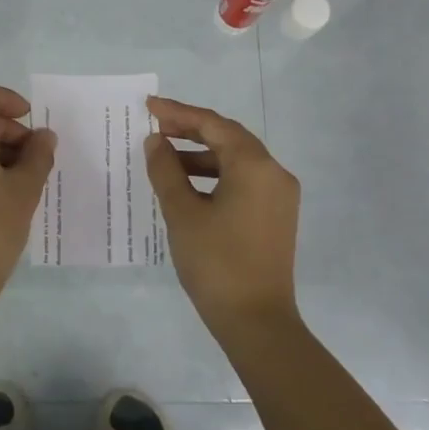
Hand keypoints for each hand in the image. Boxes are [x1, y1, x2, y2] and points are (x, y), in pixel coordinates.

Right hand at [144, 96, 300, 336]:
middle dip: (190, 131)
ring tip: (163, 158)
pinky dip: (214, 176)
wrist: (256, 322)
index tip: (149, 107)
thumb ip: (166, 170)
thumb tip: (155, 142)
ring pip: (236, 161)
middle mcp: (274, 173)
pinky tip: (187, 186)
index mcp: (255, 165)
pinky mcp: (276, 216)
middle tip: (154, 128)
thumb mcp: (182, 212)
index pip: (213, 125)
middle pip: (228, 138)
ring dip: (200, 155)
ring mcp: (279, 196)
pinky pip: (243, 181)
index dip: (179, 113)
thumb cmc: (216, 262)